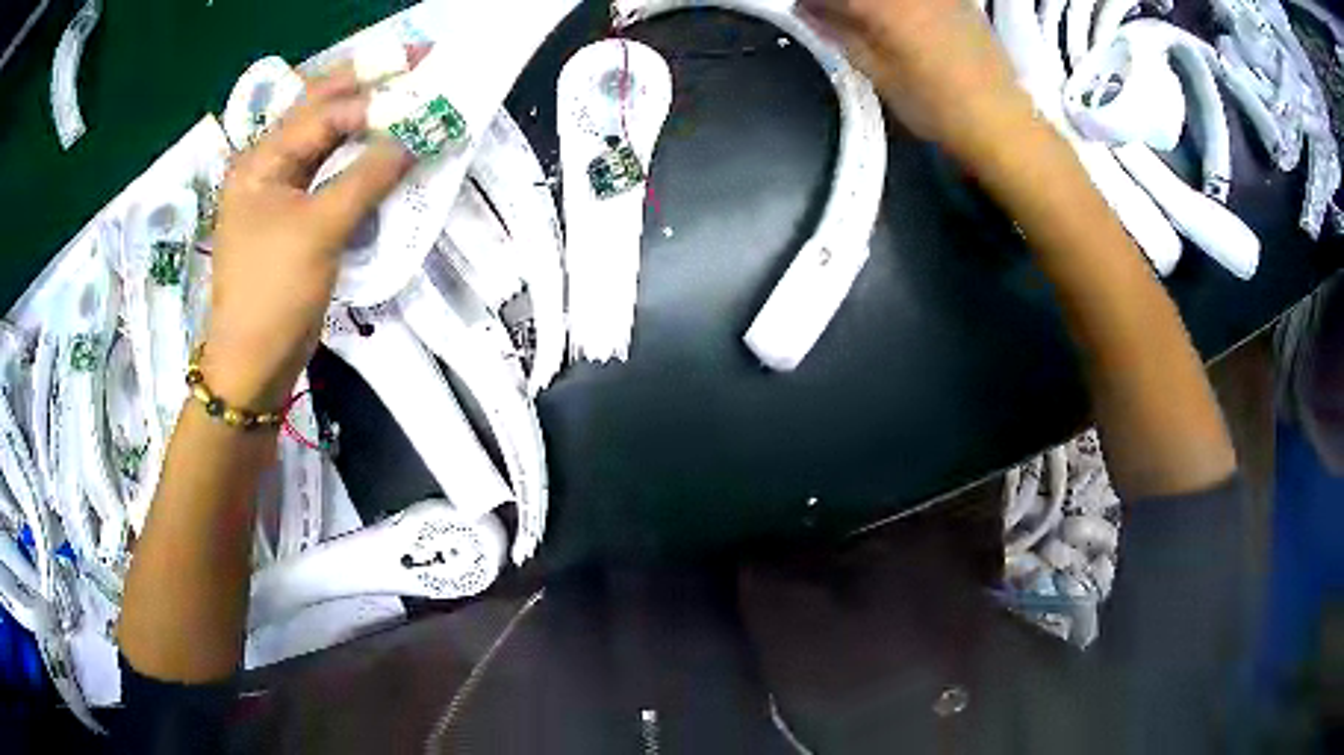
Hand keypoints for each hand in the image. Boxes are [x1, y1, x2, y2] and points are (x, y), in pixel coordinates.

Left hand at [204, 63, 413, 409]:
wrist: (253, 363)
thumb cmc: (274, 293)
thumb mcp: (320, 231)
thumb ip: (367, 177)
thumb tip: (415, 136)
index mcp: (260, 160)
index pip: (322, 111)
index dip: (373, 96)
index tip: (423, 86)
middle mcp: (267, 165)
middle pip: (320, 111)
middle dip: (367, 84)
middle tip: (417, 62)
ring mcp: (279, 190)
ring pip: (327, 140)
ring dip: (366, 118)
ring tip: (408, 94)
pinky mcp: (294, 215)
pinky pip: (330, 172)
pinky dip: (359, 158)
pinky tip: (385, 144)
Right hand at [797, 0, 1035, 166]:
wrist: (1001, 121)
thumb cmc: (935, 105)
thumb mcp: (876, 72)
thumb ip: (838, 32)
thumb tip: (808, 10)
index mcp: (883, 3)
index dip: (813, 3)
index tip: (805, 12)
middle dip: (844, 4)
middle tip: (833, 17)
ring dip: (872, 7)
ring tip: (868, 23)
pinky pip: (920, 0)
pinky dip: (903, 8)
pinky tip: (903, 22)